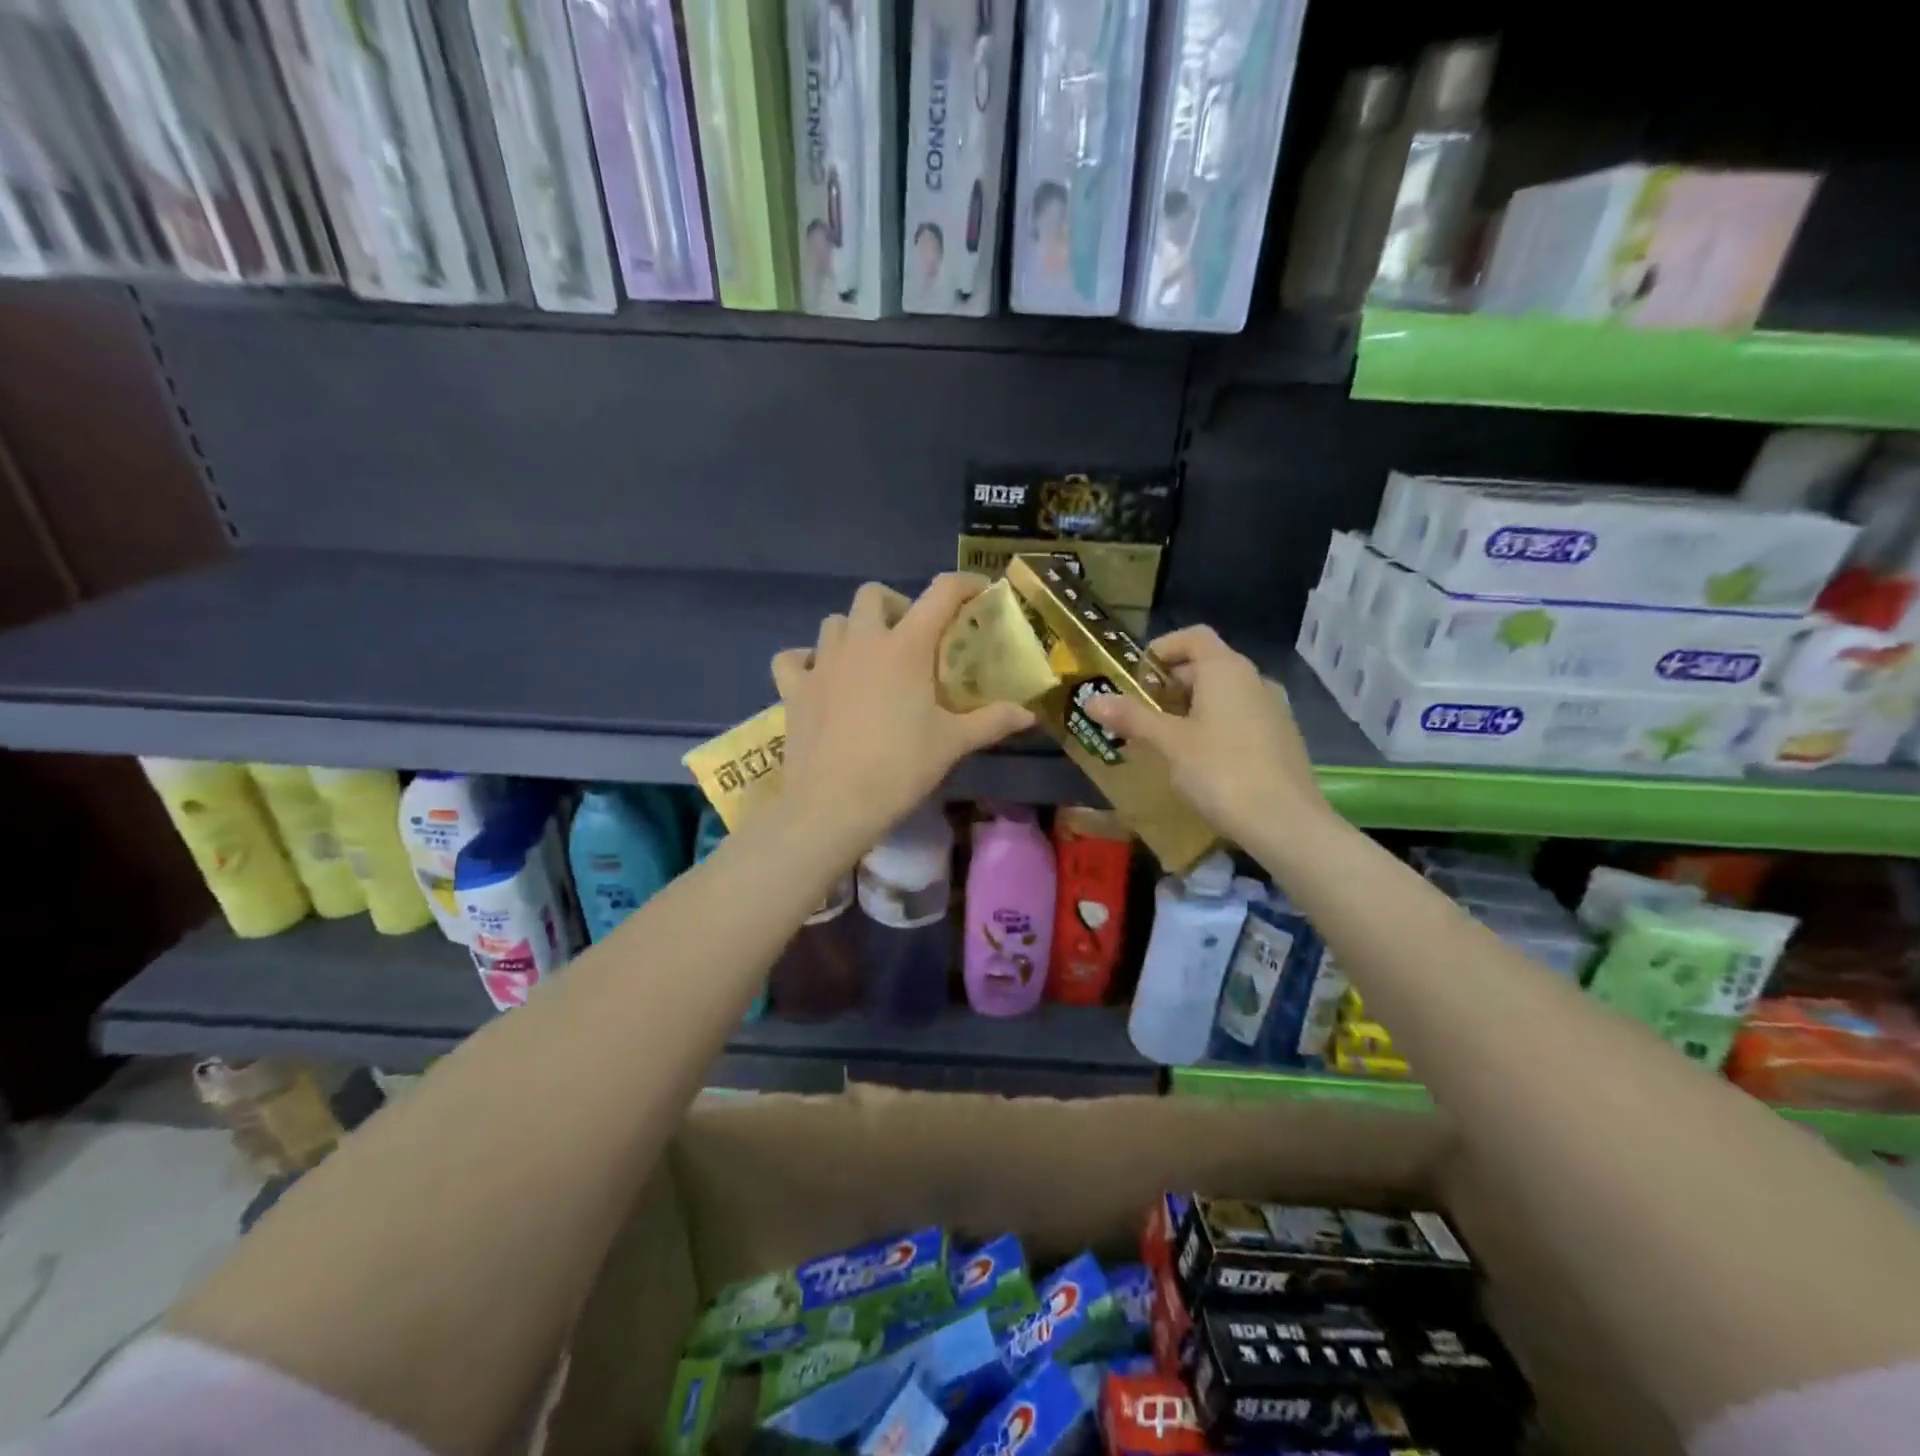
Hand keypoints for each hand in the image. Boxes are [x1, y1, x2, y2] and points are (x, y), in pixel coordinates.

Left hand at [771, 576, 1034, 854]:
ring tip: (869, 660)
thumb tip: (1029, 715)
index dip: (963, 584)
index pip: (940, 594)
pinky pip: (793, 658)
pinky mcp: (793, 688)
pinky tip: (820, 679)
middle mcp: (861, 642)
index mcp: (905, 647)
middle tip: (911, 638)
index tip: (978, 593)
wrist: (833, 805)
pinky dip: (806, 661)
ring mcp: (822, 663)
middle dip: (896, 605)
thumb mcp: (953, 744)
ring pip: (833, 622)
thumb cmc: (900, 768)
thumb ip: (993, 721)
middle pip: (873, 595)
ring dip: (853, 630)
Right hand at [1085, 625, 1329, 848]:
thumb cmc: (1220, 771)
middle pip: (1207, 665)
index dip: (1162, 648)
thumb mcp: (1169, 743)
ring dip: (1191, 707)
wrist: (1285, 822)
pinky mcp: (1282, 738)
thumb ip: (1132, 717)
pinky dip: (1214, 726)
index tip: (1136, 676)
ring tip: (1164, 738)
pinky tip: (1198, 760)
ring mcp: (1273, 709)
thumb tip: (1091, 700)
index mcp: (1226, 670)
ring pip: (1224, 694)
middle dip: (1170, 684)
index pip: (1193, 637)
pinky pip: (1240, 717)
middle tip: (1140, 712)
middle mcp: (1254, 680)